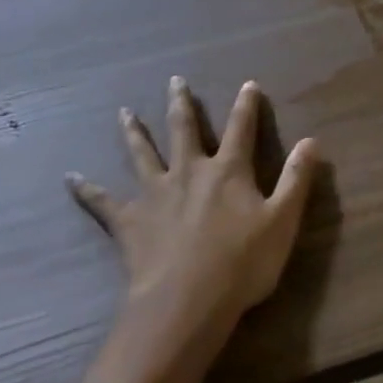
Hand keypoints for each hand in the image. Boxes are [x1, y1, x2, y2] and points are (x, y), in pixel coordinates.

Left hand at [67, 77, 318, 324]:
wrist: (186, 301)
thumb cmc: (242, 262)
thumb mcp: (283, 221)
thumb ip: (297, 179)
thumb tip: (312, 141)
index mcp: (228, 171)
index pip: (241, 129)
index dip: (247, 106)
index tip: (248, 84)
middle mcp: (189, 172)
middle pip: (184, 130)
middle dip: (182, 104)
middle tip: (175, 81)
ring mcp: (155, 194)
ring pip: (142, 155)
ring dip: (134, 133)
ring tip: (123, 113)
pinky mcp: (129, 221)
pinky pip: (103, 203)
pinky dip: (86, 190)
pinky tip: (70, 179)